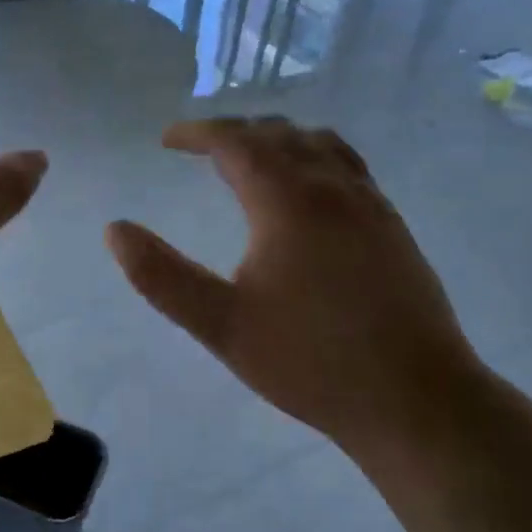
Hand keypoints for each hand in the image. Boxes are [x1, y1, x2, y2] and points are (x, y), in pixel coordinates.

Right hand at [106, 116, 482, 448]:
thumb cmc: (310, 362)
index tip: (167, 139)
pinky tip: (308, 192)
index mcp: (288, 201)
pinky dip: (314, 157)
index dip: (197, 133)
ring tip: (251, 158)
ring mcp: (371, 205)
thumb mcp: (221, 324)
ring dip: (278, 139)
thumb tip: (116, 230)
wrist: (416, 399)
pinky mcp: (393, 227)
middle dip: (234, 132)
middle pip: (279, 134)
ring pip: (320, 144)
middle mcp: (333, 188)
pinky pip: (348, 166)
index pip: (236, 142)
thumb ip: (162, 276)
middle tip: (200, 148)